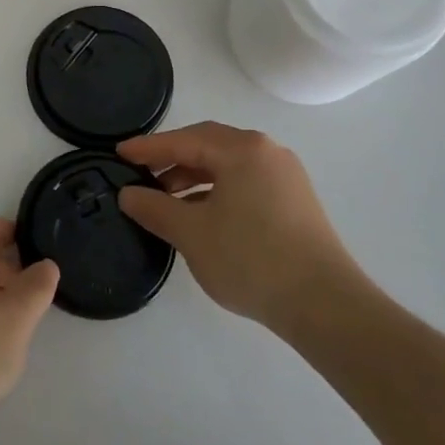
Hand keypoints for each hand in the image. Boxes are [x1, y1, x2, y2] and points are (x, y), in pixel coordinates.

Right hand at [117, 122, 365, 342]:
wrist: (325, 306)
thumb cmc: (252, 259)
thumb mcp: (191, 233)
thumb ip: (154, 208)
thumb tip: (128, 194)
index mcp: (242, 149)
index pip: (184, 139)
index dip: (148, 148)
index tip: (119, 154)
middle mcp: (266, 151)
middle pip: (208, 145)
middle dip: (172, 159)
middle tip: (141, 174)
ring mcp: (286, 176)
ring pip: (228, 165)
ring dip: (194, 177)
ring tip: (167, 201)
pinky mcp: (296, 201)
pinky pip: (246, 182)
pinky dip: (218, 191)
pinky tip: (202, 216)